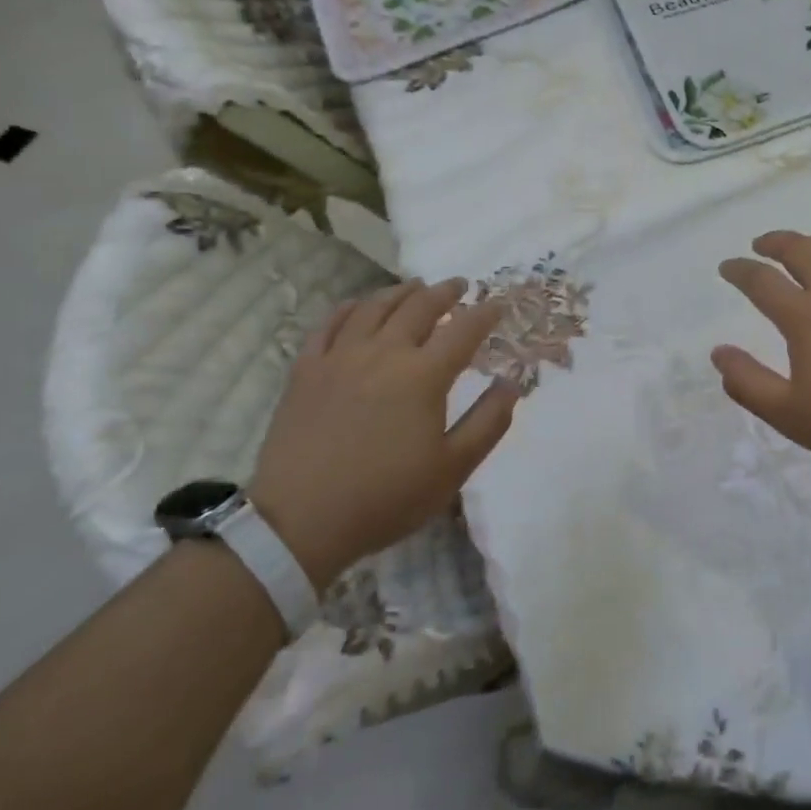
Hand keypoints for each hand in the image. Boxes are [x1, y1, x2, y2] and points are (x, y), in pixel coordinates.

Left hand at [249, 279, 518, 591]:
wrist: (299, 523)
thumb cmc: (385, 498)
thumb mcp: (452, 469)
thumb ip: (488, 421)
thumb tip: (511, 383)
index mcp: (423, 375)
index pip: (464, 330)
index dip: (485, 313)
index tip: (498, 305)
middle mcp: (384, 353)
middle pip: (420, 306)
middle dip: (445, 292)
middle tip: (460, 285)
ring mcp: (340, 357)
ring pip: (375, 306)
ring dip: (401, 291)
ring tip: (416, 287)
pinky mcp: (306, 370)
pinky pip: (330, 324)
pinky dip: (350, 308)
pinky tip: (359, 306)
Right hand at [712, 231, 810, 480]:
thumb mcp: (790, 415)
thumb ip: (748, 382)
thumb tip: (719, 352)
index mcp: (805, 316)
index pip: (761, 280)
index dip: (739, 270)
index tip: (727, 267)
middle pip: (798, 248)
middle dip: (773, 241)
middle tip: (760, 245)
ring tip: (802, 249)